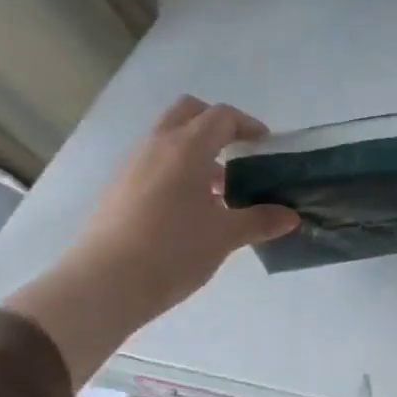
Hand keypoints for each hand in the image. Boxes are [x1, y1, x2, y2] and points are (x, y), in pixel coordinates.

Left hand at [8, 98, 296, 382]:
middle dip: (216, 124)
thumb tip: (290, 216)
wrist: (105, 283)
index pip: (221, 116)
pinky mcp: (118, 188)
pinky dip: (176, 170)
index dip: (248, 125)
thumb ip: (260, 221)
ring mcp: (132, 166)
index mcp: (186, 148)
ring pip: (168, 138)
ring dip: (196, 150)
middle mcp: (156, 146)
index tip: (265, 146)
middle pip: (188, 112)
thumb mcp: (225, 236)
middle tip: (238, 151)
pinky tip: (190, 210)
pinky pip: (154, 163)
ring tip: (219, 189)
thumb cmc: (174, 250)